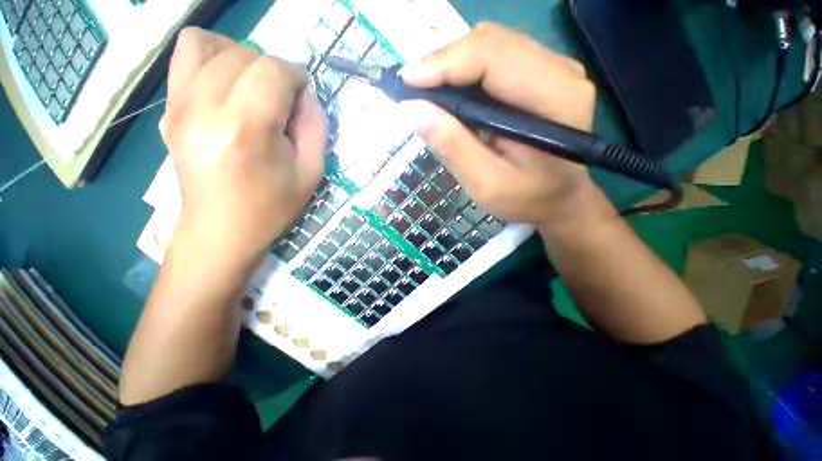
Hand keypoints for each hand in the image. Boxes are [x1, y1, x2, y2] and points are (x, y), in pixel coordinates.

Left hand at [160, 28, 325, 264]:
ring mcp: (179, 105)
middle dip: (274, 70)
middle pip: (245, 54)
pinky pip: (184, 55)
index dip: (297, 76)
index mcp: (246, 129)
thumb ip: (315, 126)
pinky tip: (226, 82)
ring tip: (254, 86)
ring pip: (210, 43)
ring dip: (242, 57)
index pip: (273, 71)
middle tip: (283, 101)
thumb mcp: (311, 172)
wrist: (221, 229)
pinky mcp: (168, 108)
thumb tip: (305, 92)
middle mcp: (204, 107)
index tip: (304, 96)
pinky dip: (210, 55)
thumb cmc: (272, 206)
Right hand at [400, 23, 598, 230]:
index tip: (406, 82)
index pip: (492, 57)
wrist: (559, 198)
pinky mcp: (540, 74)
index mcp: (554, 97)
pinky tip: (450, 91)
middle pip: (490, 43)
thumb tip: (412, 110)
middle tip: (412, 88)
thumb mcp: (486, 183)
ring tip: (426, 90)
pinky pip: (495, 58)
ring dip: (452, 64)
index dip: (443, 64)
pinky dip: (465, 70)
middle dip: (443, 62)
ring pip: (490, 45)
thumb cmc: (526, 198)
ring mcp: (553, 68)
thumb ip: (453, 147)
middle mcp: (560, 70)